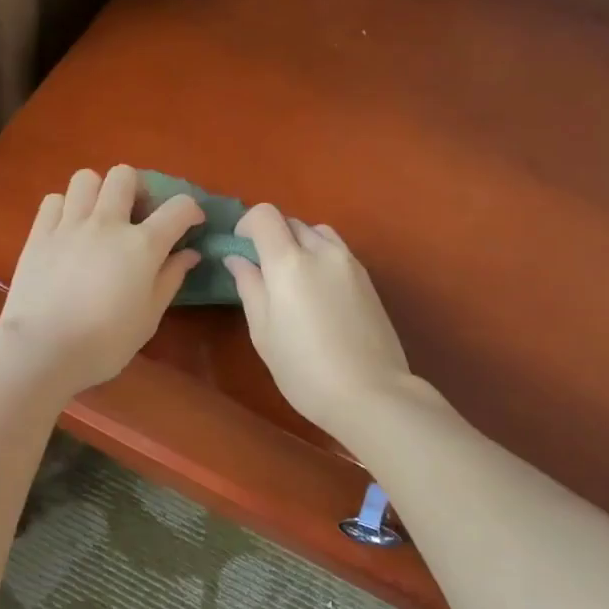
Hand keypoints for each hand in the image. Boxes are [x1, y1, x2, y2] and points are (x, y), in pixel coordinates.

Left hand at [0, 165, 202, 395]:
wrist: (43, 349)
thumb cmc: (105, 343)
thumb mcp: (149, 317)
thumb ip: (170, 279)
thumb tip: (189, 253)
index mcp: (142, 245)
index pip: (178, 207)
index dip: (191, 210)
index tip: (191, 224)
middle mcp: (107, 223)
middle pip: (125, 176)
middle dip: (138, 189)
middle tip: (137, 215)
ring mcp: (69, 225)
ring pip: (86, 178)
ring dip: (98, 192)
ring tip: (99, 217)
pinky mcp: (38, 234)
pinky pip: (54, 200)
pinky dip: (65, 208)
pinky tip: (68, 230)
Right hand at [225, 205, 413, 440]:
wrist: (370, 393)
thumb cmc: (304, 369)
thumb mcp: (263, 332)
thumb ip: (249, 287)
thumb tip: (238, 260)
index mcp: (289, 263)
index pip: (265, 216)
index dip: (247, 224)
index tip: (240, 250)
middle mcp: (322, 252)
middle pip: (291, 222)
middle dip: (272, 236)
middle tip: (263, 271)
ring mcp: (350, 263)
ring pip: (318, 233)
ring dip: (300, 244)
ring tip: (294, 280)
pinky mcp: (368, 279)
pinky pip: (338, 252)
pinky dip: (321, 257)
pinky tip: (319, 294)